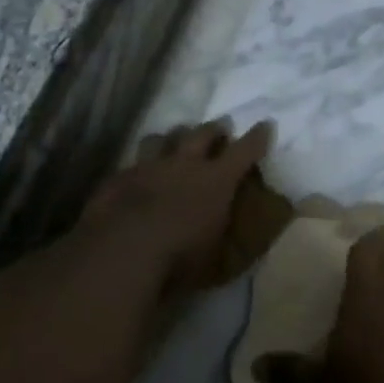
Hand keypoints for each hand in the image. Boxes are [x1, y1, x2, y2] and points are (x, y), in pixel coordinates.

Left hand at [75, 121, 270, 295]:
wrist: (122, 253)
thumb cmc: (180, 257)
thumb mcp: (216, 255)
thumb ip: (226, 233)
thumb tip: (239, 231)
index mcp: (216, 180)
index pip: (245, 150)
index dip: (257, 137)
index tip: (265, 125)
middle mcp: (184, 164)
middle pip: (202, 133)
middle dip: (214, 129)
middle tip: (219, 130)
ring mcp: (148, 167)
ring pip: (162, 138)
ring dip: (171, 139)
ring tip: (173, 144)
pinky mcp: (118, 178)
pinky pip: (130, 164)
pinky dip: (137, 168)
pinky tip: (135, 178)